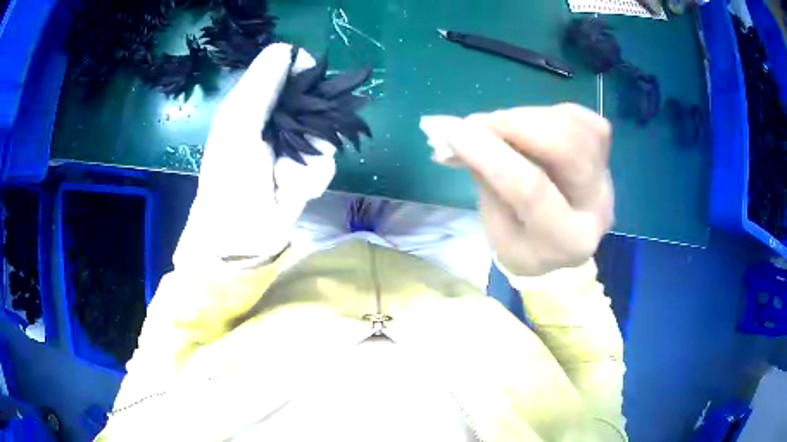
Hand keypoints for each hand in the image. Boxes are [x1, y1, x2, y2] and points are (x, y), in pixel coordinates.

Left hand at [174, 44, 335, 266]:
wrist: (240, 235)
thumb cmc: (230, 178)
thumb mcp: (239, 126)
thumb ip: (260, 86)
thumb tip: (286, 48)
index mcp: (254, 103)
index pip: (288, 68)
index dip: (303, 69)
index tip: (309, 80)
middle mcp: (277, 119)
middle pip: (314, 98)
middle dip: (312, 121)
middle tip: (299, 139)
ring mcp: (294, 146)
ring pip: (326, 132)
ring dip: (309, 157)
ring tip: (285, 176)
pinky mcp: (308, 171)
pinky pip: (327, 162)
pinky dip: (311, 178)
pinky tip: (292, 191)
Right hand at [421, 104, 613, 275]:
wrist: (560, 248)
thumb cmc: (522, 245)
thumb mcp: (495, 227)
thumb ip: (484, 179)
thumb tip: (454, 133)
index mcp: (566, 240)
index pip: (531, 189)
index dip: (488, 153)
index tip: (449, 131)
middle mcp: (597, 205)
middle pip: (566, 148)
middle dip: (514, 125)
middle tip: (477, 123)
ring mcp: (606, 175)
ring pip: (575, 125)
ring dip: (527, 116)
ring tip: (498, 126)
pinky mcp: (605, 153)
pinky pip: (581, 117)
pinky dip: (547, 112)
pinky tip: (527, 124)